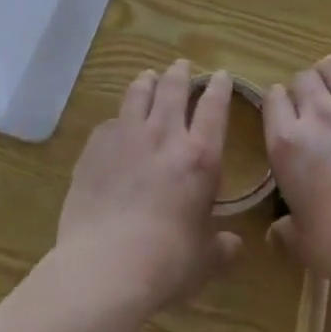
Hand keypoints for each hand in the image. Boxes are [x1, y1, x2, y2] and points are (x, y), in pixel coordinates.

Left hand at [54, 60, 242, 315]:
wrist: (106, 266)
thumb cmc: (166, 263)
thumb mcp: (204, 260)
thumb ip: (221, 247)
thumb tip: (234, 245)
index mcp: (200, 157)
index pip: (214, 108)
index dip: (219, 87)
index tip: (220, 75)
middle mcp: (164, 135)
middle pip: (174, 89)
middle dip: (180, 73)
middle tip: (181, 65)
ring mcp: (126, 136)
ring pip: (138, 94)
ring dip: (147, 82)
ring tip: (149, 77)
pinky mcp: (95, 147)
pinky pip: (110, 122)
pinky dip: (118, 119)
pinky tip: (116, 124)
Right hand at [263, 55, 330, 292]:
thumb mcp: (307, 247)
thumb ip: (286, 233)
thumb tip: (275, 233)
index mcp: (285, 146)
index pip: (271, 99)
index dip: (279, 108)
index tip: (289, 125)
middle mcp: (311, 116)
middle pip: (299, 81)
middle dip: (303, 95)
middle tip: (316, 119)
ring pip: (325, 68)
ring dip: (326, 79)